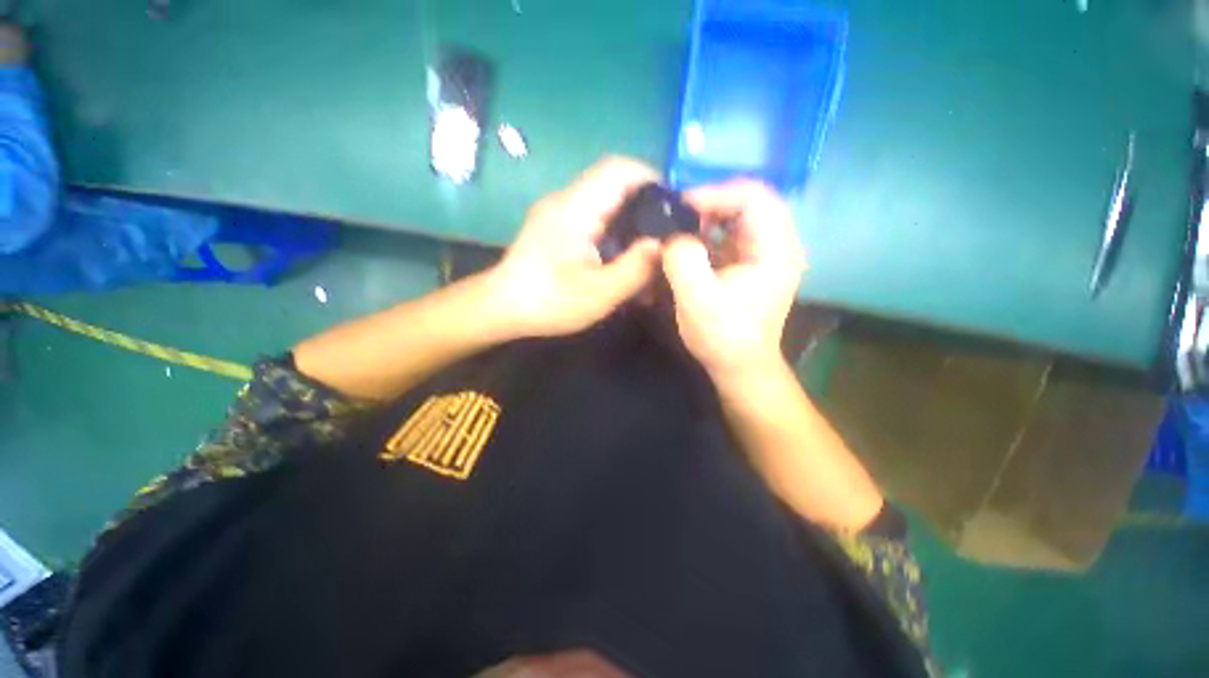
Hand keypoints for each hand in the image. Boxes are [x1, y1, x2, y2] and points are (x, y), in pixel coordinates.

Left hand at [490, 157, 662, 337]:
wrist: (501, 308)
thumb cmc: (548, 301)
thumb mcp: (599, 293)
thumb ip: (635, 268)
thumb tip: (665, 245)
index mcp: (576, 208)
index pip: (619, 169)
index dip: (651, 178)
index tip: (674, 205)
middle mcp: (566, 200)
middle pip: (614, 183)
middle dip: (645, 202)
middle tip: (666, 232)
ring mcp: (559, 212)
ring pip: (605, 201)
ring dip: (629, 220)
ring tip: (648, 248)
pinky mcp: (556, 227)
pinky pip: (593, 217)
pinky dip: (614, 231)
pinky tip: (622, 257)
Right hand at [662, 180, 804, 383]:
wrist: (739, 366)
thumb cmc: (722, 337)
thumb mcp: (697, 301)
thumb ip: (683, 260)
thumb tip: (672, 234)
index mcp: (775, 251)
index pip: (754, 197)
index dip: (716, 194)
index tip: (681, 208)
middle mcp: (778, 246)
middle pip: (748, 202)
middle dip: (710, 203)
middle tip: (677, 217)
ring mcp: (765, 254)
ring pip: (739, 216)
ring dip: (707, 218)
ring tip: (679, 230)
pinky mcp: (751, 264)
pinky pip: (731, 234)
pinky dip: (708, 233)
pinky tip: (688, 245)